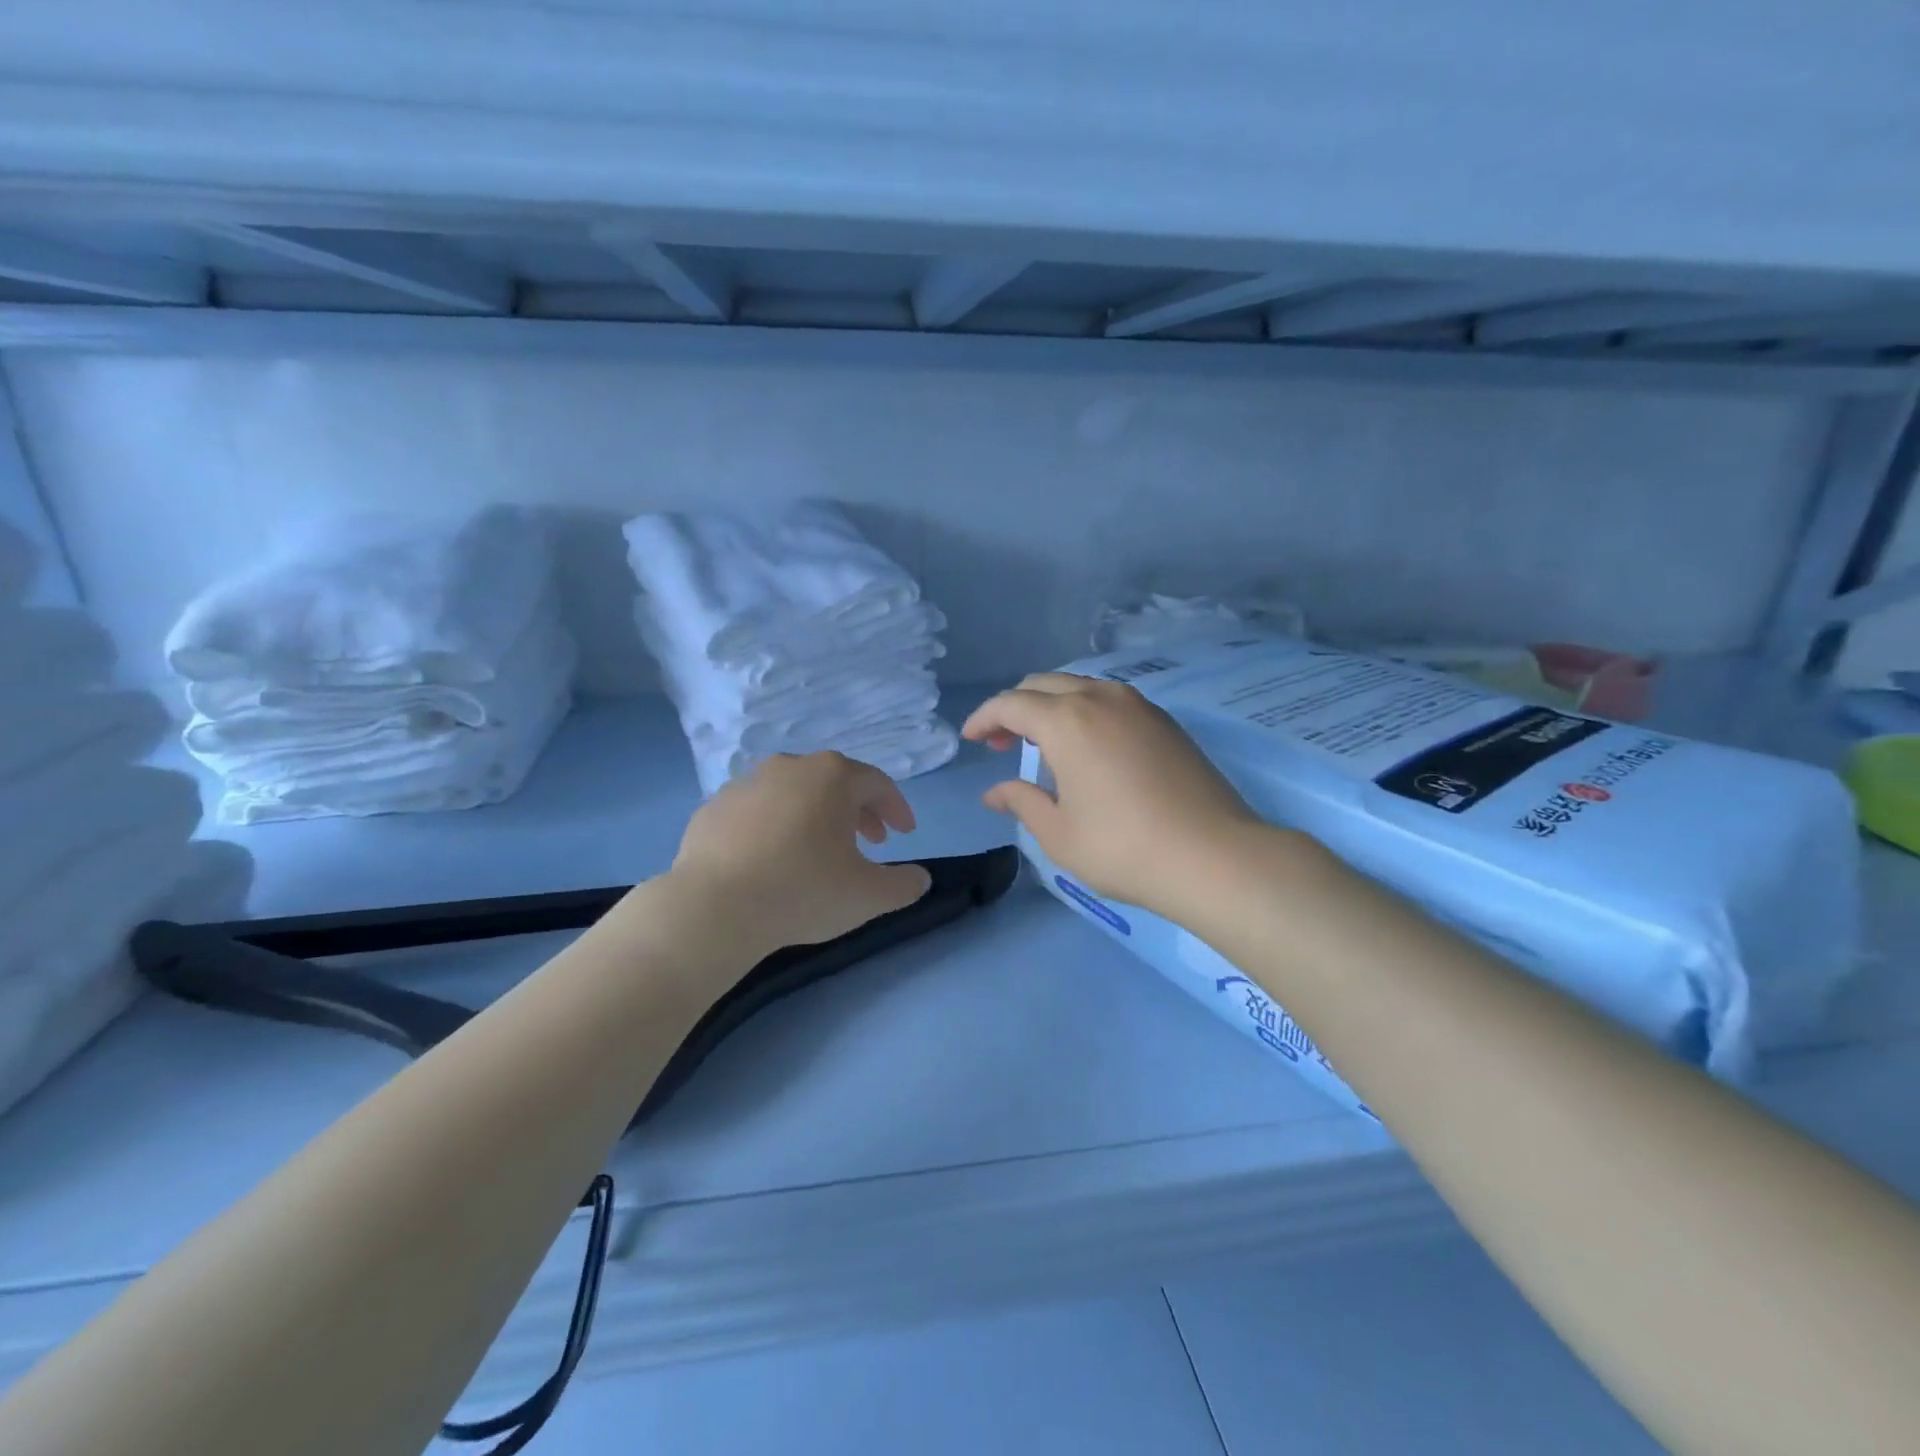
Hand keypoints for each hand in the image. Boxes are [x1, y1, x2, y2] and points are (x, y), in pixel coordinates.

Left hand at [668, 752, 931, 954]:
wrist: (712, 908)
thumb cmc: (803, 891)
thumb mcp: (869, 896)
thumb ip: (904, 884)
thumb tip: (920, 878)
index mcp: (832, 776)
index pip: (878, 783)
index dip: (897, 808)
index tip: (905, 835)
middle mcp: (790, 767)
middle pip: (835, 782)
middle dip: (859, 811)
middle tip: (871, 842)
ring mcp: (746, 783)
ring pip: (794, 793)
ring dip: (815, 816)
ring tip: (820, 850)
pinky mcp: (713, 807)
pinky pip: (757, 811)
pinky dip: (774, 827)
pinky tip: (773, 858)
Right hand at [963, 673, 1272, 919]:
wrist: (1214, 856)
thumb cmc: (1124, 848)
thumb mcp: (1058, 833)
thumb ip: (1021, 802)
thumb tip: (994, 792)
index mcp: (1067, 721)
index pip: (1011, 704)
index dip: (984, 718)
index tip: (971, 739)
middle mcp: (1101, 698)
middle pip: (1044, 685)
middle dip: (1015, 708)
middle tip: (1001, 743)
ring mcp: (1139, 706)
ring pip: (1080, 687)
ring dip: (1051, 706)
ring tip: (1043, 744)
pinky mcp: (1165, 721)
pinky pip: (1110, 700)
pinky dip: (1084, 712)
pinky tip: (1087, 747)